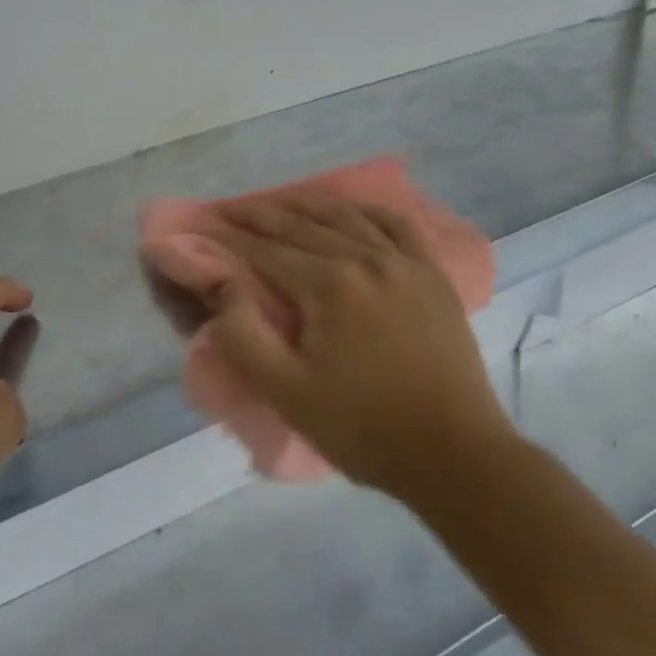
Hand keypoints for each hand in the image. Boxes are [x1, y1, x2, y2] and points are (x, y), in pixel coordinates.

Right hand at [202, 193, 515, 502]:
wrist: (455, 454)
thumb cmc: (363, 428)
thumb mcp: (287, 393)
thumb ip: (244, 335)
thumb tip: (221, 283)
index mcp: (328, 285)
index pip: (264, 250)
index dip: (227, 236)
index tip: (200, 224)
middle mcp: (365, 257)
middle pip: (300, 224)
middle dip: (257, 214)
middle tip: (226, 208)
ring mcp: (404, 261)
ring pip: (345, 215)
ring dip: (305, 203)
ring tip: (277, 201)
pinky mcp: (432, 273)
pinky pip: (396, 223)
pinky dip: (366, 209)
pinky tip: (351, 209)